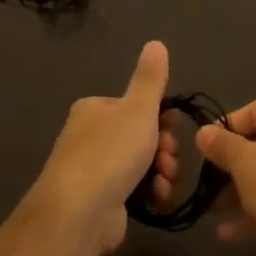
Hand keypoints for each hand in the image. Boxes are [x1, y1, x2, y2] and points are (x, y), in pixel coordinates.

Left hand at [30, 41, 175, 254]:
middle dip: (163, 148)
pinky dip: (149, 191)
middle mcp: (89, 136)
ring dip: (161, 171)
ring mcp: (93, 170)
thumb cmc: (111, 152)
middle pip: (140, 136)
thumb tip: (156, 43)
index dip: (162, 117)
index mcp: (94, 109)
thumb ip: (150, 79)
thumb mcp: (138, 109)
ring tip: (165, 180)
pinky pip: (133, 189)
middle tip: (169, 158)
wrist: (80, 211)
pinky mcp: (100, 199)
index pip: (135, 106)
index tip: (176, 129)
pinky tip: (157, 197)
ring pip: (140, 164)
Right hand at [195, 99, 255, 255]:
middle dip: (228, 167)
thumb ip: (222, 146)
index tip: (201, 150)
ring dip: (237, 193)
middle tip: (203, 182)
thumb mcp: (245, 163)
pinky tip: (227, 233)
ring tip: (209, 210)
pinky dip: (255, 213)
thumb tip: (203, 132)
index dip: (224, 129)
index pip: (253, 111)